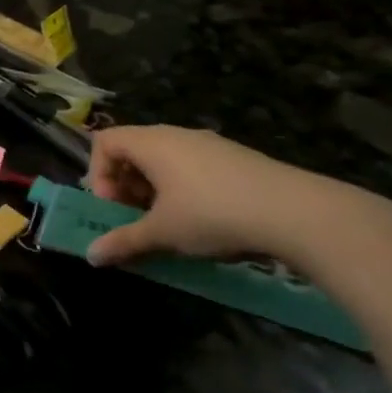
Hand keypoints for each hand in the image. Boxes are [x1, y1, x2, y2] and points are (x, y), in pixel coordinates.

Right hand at [83, 125, 366, 268]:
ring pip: (165, 161)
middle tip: (133, 217)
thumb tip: (91, 256)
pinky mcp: (239, 160)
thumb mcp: (161, 233)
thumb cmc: (213, 215)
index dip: (97, 173)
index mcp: (152, 143)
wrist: (300, 214)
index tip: (111, 205)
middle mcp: (179, 136)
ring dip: (154, 190)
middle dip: (125, 185)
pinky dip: (184, 190)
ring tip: (167, 223)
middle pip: (134, 150)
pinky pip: (194, 168)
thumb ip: (123, 242)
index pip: (105, 141)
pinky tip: (203, 220)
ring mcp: (212, 145)